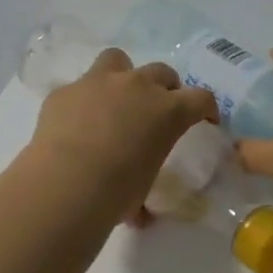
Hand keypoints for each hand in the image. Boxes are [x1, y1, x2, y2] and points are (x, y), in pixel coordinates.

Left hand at [26, 49, 219, 214]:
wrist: (65, 183)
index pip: (200, 99)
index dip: (206, 108)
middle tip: (156, 109)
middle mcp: (137, 86)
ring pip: (117, 60)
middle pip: (162, 72)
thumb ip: (143, 183)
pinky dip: (82, 101)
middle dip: (164, 88)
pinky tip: (74, 123)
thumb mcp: (143, 188)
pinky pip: (79, 88)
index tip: (205, 119)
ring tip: (114, 99)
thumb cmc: (116, 192)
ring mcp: (98, 82)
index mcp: (167, 111)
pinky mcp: (65, 91)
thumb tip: (139, 213)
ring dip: (121, 75)